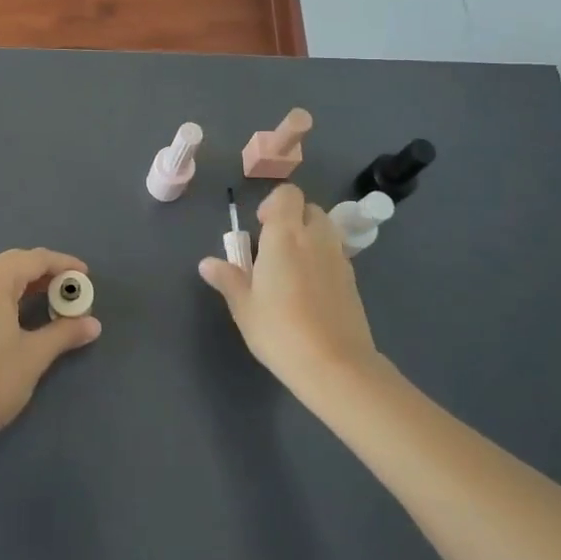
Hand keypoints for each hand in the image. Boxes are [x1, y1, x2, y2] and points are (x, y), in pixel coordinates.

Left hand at [0, 248, 101, 452]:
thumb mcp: (34, 355)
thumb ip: (64, 332)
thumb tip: (93, 324)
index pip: (35, 259)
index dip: (63, 265)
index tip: (85, 276)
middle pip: (14, 264)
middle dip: (45, 275)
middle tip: (71, 293)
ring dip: (25, 285)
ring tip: (52, 302)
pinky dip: (5, 295)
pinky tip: (21, 312)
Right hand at [199, 184, 383, 397]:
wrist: (336, 366)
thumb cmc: (281, 330)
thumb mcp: (244, 307)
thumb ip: (228, 279)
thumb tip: (207, 263)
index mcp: (285, 235)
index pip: (287, 194)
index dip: (273, 203)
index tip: (260, 227)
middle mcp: (315, 238)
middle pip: (309, 208)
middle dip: (293, 218)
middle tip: (274, 246)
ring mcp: (339, 258)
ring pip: (326, 229)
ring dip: (309, 236)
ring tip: (292, 267)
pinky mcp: (353, 281)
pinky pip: (335, 254)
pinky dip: (322, 259)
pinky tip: (309, 290)